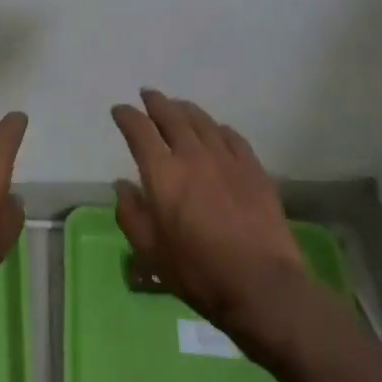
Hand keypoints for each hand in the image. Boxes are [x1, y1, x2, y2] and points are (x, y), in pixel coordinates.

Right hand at [111, 90, 311, 351]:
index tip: (119, 111)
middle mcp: (192, 155)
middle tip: (148, 95)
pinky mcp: (253, 169)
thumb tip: (122, 185)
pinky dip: (218, 128)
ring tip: (178, 106)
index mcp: (162, 173)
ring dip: (185, 109)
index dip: (126, 116)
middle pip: (171, 116)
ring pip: (202, 121)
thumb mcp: (151, 252)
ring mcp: (226, 159)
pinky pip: (232, 136)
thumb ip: (131, 215)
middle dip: (156, 102)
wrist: (262, 286)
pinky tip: (216, 130)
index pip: (139, 130)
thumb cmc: (198, 272)